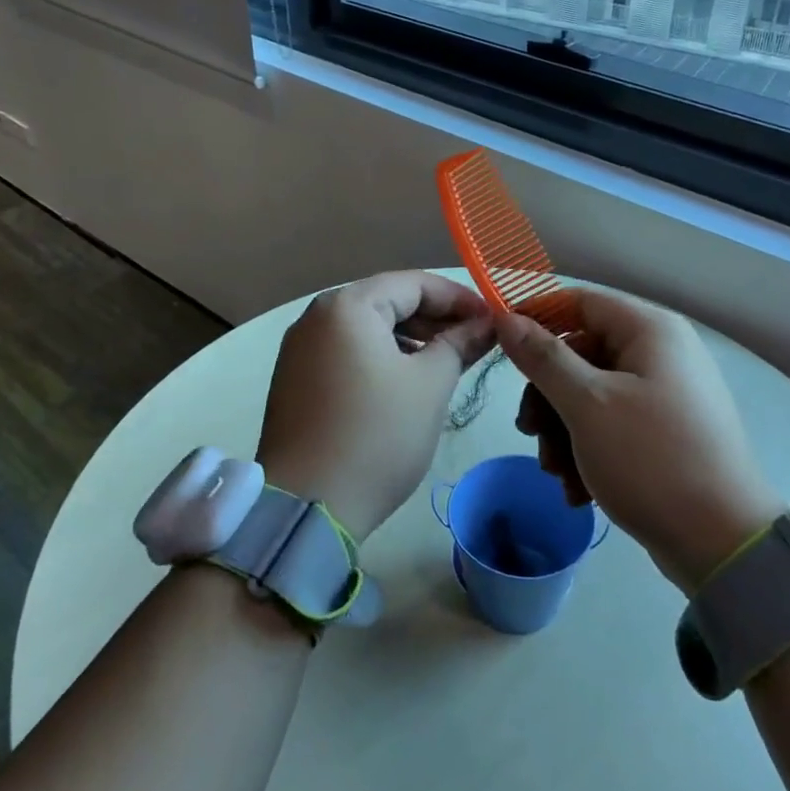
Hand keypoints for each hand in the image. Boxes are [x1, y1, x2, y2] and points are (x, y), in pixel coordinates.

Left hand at [257, 272, 494, 540]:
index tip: (493, 320)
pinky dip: (381, 358)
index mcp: (347, 306)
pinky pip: (347, 353)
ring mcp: (300, 349)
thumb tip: (486, 325)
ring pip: (367, 329)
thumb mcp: (430, 385)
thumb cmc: (377, 435)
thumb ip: (460, 344)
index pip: (414, 283)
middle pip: (387, 301)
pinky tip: (406, 381)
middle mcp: (316, 317)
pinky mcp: (295, 380)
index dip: (459, 298)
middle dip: (435, 318)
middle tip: (475, 342)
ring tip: (446, 362)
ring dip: (410, 339)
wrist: (307, 507)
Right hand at [496, 290, 785, 592]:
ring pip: (591, 394)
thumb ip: (543, 357)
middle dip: (548, 397)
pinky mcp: (665, 432)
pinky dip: (588, 450)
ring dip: (563, 432)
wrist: (722, 544)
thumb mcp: (587, 404)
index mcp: (650, 330)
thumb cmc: (651, 459)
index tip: (499, 344)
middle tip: (529, 433)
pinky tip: (578, 490)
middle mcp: (661, 353)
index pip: (579, 302)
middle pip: (581, 354)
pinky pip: (613, 424)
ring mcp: (666, 394)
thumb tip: (506, 316)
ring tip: (557, 473)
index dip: (536, 317)